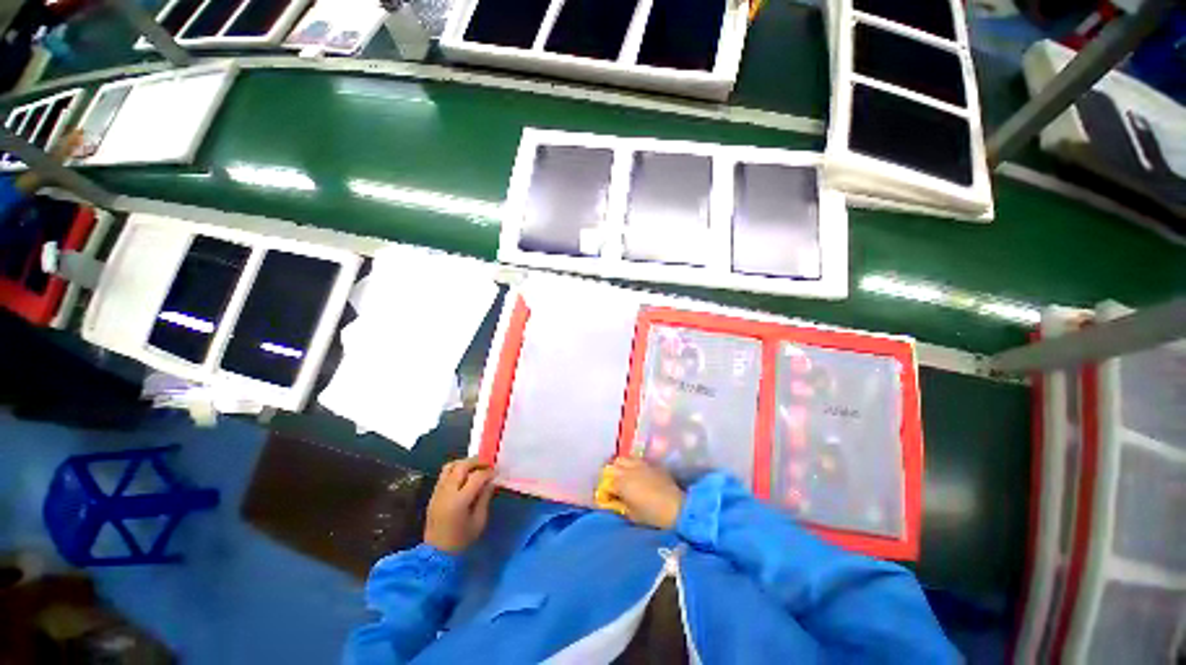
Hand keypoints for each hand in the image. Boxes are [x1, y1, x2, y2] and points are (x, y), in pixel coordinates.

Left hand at [424, 458, 496, 553]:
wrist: (436, 554)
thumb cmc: (461, 540)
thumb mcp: (479, 521)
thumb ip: (485, 498)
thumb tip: (491, 481)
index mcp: (459, 501)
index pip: (476, 476)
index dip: (488, 472)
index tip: (496, 473)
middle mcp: (447, 492)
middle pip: (462, 466)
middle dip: (477, 462)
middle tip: (487, 465)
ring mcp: (438, 492)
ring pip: (450, 466)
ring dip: (464, 463)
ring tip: (475, 467)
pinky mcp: (433, 494)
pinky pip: (444, 474)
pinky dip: (455, 469)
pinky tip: (464, 476)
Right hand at [601, 458, 684, 529]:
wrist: (675, 506)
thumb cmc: (652, 514)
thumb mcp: (632, 515)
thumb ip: (621, 505)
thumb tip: (616, 500)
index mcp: (620, 483)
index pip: (606, 483)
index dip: (605, 489)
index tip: (607, 496)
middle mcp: (627, 470)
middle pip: (612, 467)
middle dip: (610, 474)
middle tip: (613, 484)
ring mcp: (639, 464)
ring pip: (623, 459)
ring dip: (621, 466)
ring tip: (623, 475)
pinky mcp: (651, 464)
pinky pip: (637, 460)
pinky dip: (633, 465)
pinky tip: (637, 473)